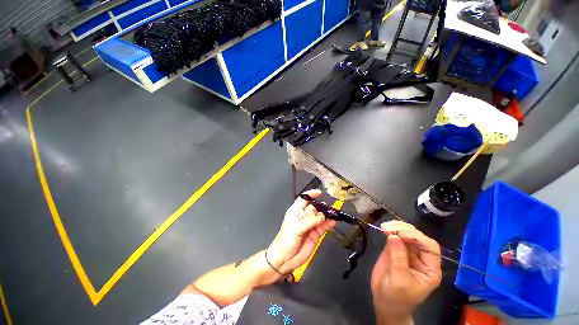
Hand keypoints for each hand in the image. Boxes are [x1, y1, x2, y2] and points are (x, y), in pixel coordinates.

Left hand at [267, 189, 335, 273]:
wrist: (285, 259)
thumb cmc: (284, 241)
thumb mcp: (295, 228)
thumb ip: (309, 221)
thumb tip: (321, 216)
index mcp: (295, 212)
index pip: (303, 199)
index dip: (310, 194)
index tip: (319, 193)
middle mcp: (303, 216)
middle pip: (314, 207)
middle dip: (320, 208)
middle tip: (325, 211)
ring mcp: (310, 225)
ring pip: (320, 216)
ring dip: (327, 215)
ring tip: (332, 214)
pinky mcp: (315, 233)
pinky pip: (324, 226)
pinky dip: (329, 223)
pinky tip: (333, 221)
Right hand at [371, 221, 441, 324]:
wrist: (384, 302)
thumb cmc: (396, 296)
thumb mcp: (399, 279)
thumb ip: (398, 257)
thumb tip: (394, 235)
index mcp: (430, 269)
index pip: (430, 248)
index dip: (417, 238)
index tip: (400, 235)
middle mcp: (421, 258)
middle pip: (418, 237)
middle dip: (404, 230)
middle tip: (388, 227)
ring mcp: (408, 253)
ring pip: (407, 234)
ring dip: (396, 227)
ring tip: (384, 226)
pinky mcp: (396, 249)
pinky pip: (396, 236)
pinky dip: (390, 230)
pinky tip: (384, 228)